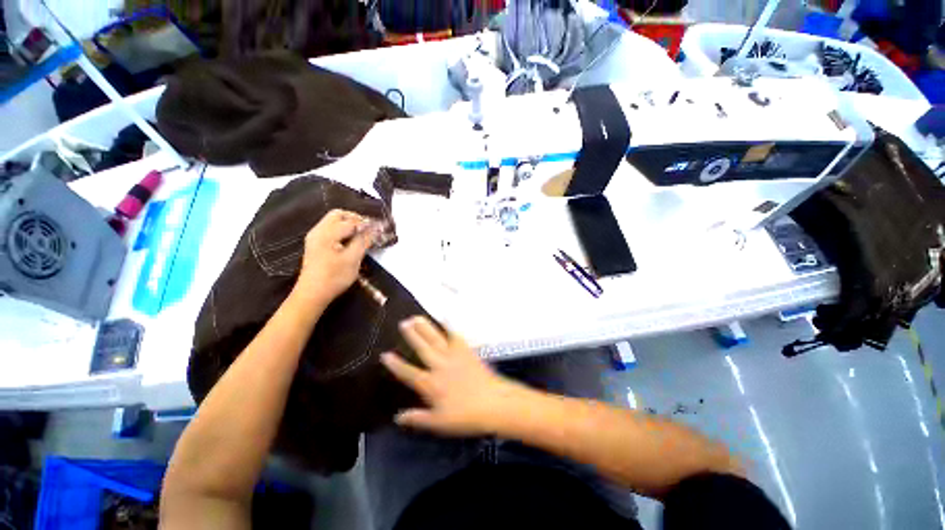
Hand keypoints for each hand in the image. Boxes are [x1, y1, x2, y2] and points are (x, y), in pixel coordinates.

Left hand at [293, 210, 373, 306]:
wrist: (312, 294)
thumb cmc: (334, 277)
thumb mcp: (353, 259)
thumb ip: (363, 241)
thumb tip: (373, 229)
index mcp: (326, 233)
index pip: (350, 221)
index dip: (366, 224)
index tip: (380, 228)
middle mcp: (318, 231)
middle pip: (338, 215)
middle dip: (355, 219)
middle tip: (369, 229)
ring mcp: (315, 237)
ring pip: (333, 221)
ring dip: (349, 225)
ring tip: (363, 235)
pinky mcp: (316, 245)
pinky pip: (331, 230)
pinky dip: (343, 231)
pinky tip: (352, 241)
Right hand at [381, 317, 521, 436]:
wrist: (493, 402)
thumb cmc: (465, 415)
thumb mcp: (439, 423)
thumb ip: (417, 418)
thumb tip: (397, 417)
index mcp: (431, 384)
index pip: (408, 373)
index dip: (396, 364)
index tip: (384, 354)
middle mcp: (439, 366)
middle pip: (422, 348)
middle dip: (411, 335)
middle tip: (402, 323)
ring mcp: (453, 355)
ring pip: (436, 338)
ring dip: (425, 327)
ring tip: (416, 317)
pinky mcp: (466, 350)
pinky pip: (455, 335)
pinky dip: (449, 326)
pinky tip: (445, 318)